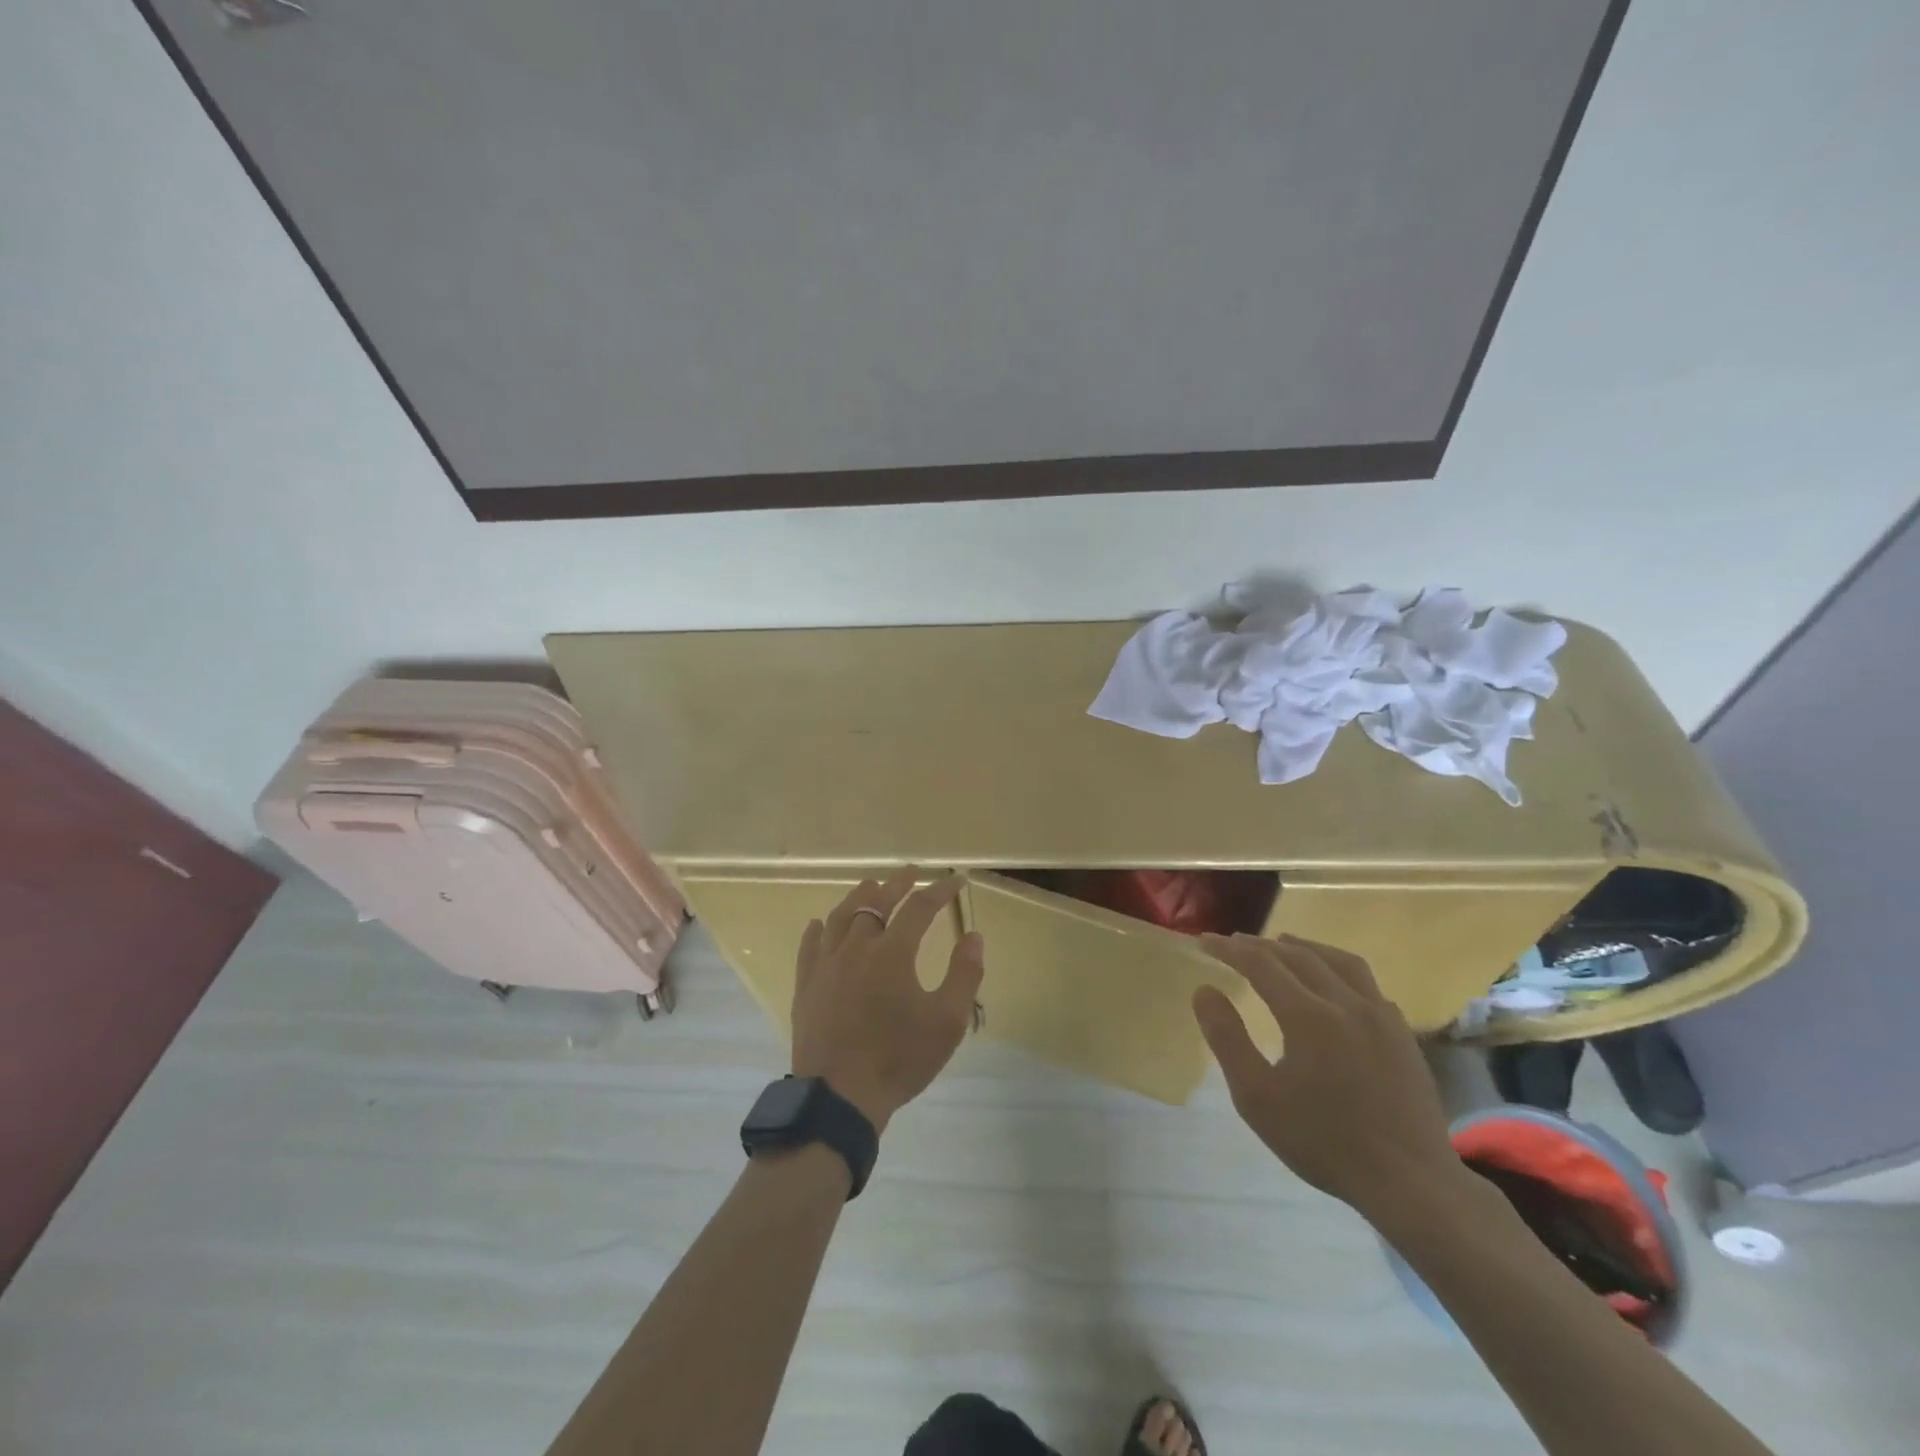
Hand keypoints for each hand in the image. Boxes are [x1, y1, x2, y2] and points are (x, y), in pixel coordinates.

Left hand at [789, 870, 984, 1133]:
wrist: (839, 1096)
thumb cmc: (899, 1058)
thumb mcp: (947, 1022)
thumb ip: (964, 974)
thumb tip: (973, 935)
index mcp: (893, 952)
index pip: (920, 907)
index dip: (940, 890)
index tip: (956, 880)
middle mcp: (857, 947)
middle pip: (877, 902)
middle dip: (898, 884)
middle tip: (912, 874)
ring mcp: (827, 964)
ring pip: (841, 916)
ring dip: (859, 897)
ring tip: (870, 887)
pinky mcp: (807, 984)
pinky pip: (811, 945)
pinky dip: (820, 929)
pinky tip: (822, 924)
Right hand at [1191, 933, 1461, 1215]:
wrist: (1410, 1183)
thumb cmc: (1323, 1141)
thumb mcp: (1257, 1097)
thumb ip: (1227, 1038)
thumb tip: (1204, 991)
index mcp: (1308, 1015)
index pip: (1260, 964)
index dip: (1229, 949)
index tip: (1205, 941)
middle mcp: (1346, 1002)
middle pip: (1298, 956)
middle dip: (1261, 946)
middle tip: (1235, 943)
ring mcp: (1381, 1016)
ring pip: (1339, 961)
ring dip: (1305, 948)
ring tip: (1284, 944)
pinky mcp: (1403, 1035)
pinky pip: (1368, 985)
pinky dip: (1340, 971)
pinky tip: (1335, 985)